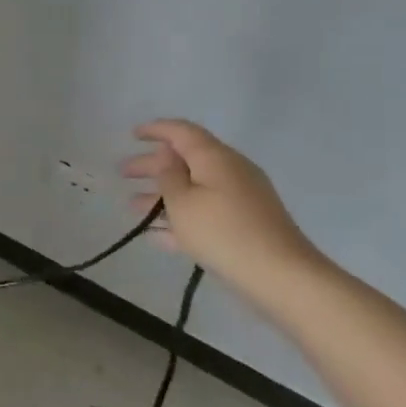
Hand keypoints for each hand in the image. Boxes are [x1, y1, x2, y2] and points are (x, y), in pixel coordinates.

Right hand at [121, 121, 325, 300]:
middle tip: (123, 173)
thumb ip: (168, 175)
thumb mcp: (182, 202)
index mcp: (215, 157)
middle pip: (186, 160)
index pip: (182, 132)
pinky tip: (159, 235)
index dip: (156, 130)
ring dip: (164, 194)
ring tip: (134, 206)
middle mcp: (230, 171)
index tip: (133, 135)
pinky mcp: (247, 224)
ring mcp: (242, 198)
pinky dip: (183, 216)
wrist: (281, 276)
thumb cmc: (222, 232)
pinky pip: (207, 211)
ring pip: (195, 188)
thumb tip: (167, 156)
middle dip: (153, 165)